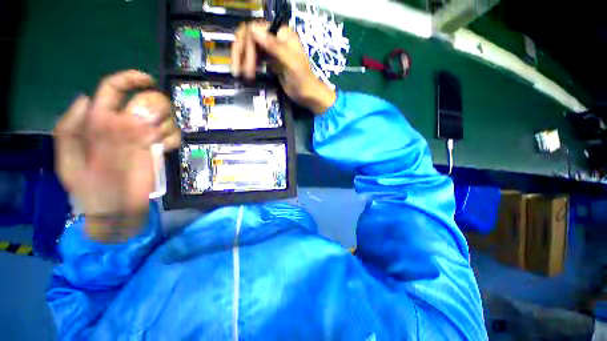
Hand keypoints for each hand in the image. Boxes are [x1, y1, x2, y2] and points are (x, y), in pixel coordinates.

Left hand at [54, 70, 180, 241]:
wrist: (113, 210)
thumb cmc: (88, 188)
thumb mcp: (67, 161)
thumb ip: (69, 129)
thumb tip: (87, 99)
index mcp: (100, 121)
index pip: (115, 88)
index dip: (131, 79)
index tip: (148, 82)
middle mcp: (126, 124)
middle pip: (149, 99)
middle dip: (153, 107)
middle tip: (148, 125)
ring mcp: (147, 137)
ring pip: (166, 116)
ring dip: (165, 125)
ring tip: (155, 141)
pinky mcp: (162, 149)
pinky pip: (175, 135)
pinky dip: (173, 139)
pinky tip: (163, 149)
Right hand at [231, 21, 335, 114]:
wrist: (308, 95)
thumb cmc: (302, 80)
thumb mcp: (290, 63)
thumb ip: (274, 46)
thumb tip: (252, 29)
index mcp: (281, 34)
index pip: (255, 30)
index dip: (246, 45)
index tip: (246, 66)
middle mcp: (275, 38)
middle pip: (249, 38)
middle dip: (242, 54)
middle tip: (238, 72)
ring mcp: (272, 49)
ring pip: (250, 47)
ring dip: (243, 60)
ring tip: (241, 75)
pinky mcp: (271, 61)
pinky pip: (255, 57)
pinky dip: (249, 64)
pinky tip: (248, 73)